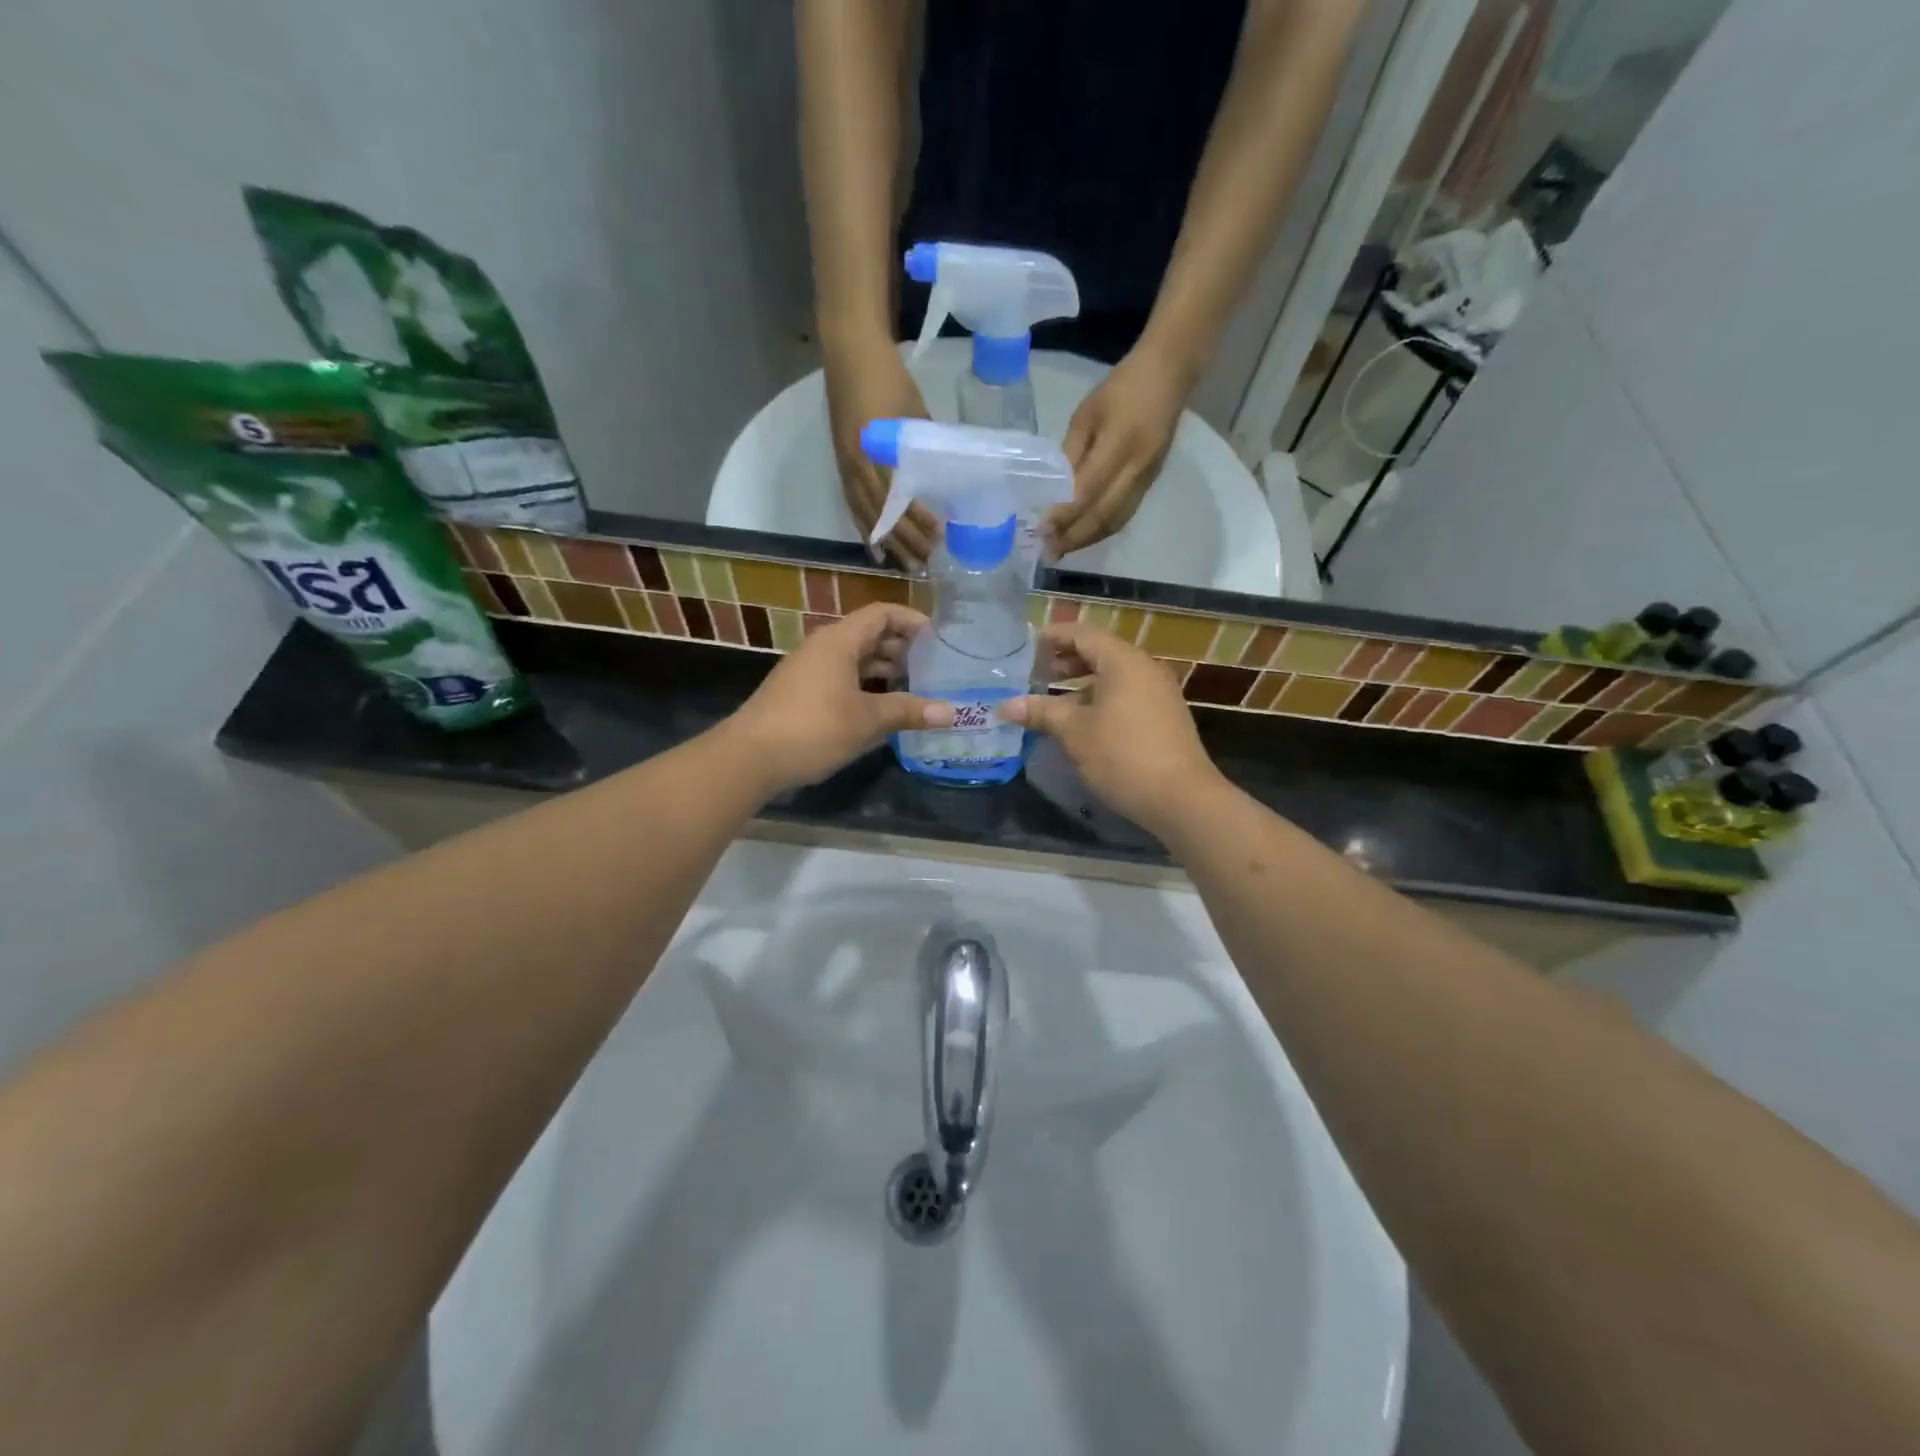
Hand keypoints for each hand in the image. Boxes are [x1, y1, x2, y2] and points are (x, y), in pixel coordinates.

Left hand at [725, 603, 952, 794]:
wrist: (750, 757)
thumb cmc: (814, 729)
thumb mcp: (867, 720)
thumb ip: (908, 711)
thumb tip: (951, 712)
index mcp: (839, 641)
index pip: (882, 613)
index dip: (913, 621)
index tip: (940, 639)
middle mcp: (823, 647)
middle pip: (869, 635)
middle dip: (903, 648)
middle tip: (934, 667)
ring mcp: (809, 670)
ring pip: (855, 659)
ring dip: (885, 670)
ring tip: (915, 688)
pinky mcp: (801, 693)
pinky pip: (841, 678)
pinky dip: (865, 686)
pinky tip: (882, 709)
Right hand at [823, 337, 940, 566]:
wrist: (849, 349)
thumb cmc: (887, 375)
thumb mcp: (914, 409)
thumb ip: (923, 444)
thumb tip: (941, 474)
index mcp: (875, 449)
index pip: (897, 497)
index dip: (916, 520)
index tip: (937, 536)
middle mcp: (856, 464)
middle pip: (880, 513)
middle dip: (904, 540)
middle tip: (925, 562)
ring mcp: (845, 465)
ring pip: (865, 514)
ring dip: (885, 541)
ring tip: (902, 564)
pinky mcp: (841, 463)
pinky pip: (851, 505)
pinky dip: (864, 528)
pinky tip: (874, 546)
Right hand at [1003, 622, 1219, 834]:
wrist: (1182, 798)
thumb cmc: (1123, 755)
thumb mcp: (1074, 732)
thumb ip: (1041, 712)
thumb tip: (1005, 706)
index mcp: (1123, 661)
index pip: (1082, 634)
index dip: (1053, 637)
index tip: (1026, 647)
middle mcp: (1144, 668)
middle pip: (1099, 652)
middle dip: (1065, 661)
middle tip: (1034, 675)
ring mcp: (1158, 693)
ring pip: (1112, 677)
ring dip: (1080, 684)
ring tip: (1051, 702)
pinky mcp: (1163, 717)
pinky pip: (1125, 695)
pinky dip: (1099, 700)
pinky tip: (1081, 723)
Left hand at [1046, 341, 1194, 558]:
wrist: (1170, 375)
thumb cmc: (1121, 388)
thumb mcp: (1086, 414)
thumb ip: (1071, 454)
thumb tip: (1054, 491)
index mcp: (1119, 444)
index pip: (1087, 491)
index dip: (1063, 515)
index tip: (1040, 530)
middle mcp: (1136, 468)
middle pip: (1102, 515)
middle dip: (1073, 537)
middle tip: (1047, 552)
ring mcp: (1147, 479)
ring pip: (1115, 521)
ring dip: (1087, 539)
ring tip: (1061, 549)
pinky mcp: (1151, 483)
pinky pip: (1124, 515)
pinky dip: (1102, 530)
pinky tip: (1084, 535)